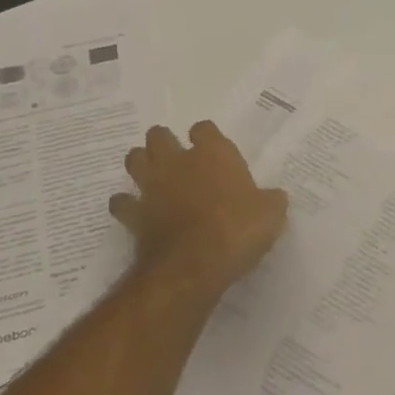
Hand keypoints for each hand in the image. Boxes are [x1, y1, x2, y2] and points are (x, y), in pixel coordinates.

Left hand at [110, 122, 288, 297]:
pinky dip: (126, 205)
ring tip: (154, 177)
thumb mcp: (271, 214)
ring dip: (141, 164)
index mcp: (214, 154)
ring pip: (134, 160)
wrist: (194, 265)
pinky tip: (136, 212)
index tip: (214, 150)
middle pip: (159, 136)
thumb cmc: (238, 230)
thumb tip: (272, 198)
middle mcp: (178, 162)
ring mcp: (151, 187)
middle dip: (165, 142)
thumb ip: (270, 200)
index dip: (207, 137)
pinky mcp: (134, 214)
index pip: (205, 129)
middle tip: (177, 158)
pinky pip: (121, 202)